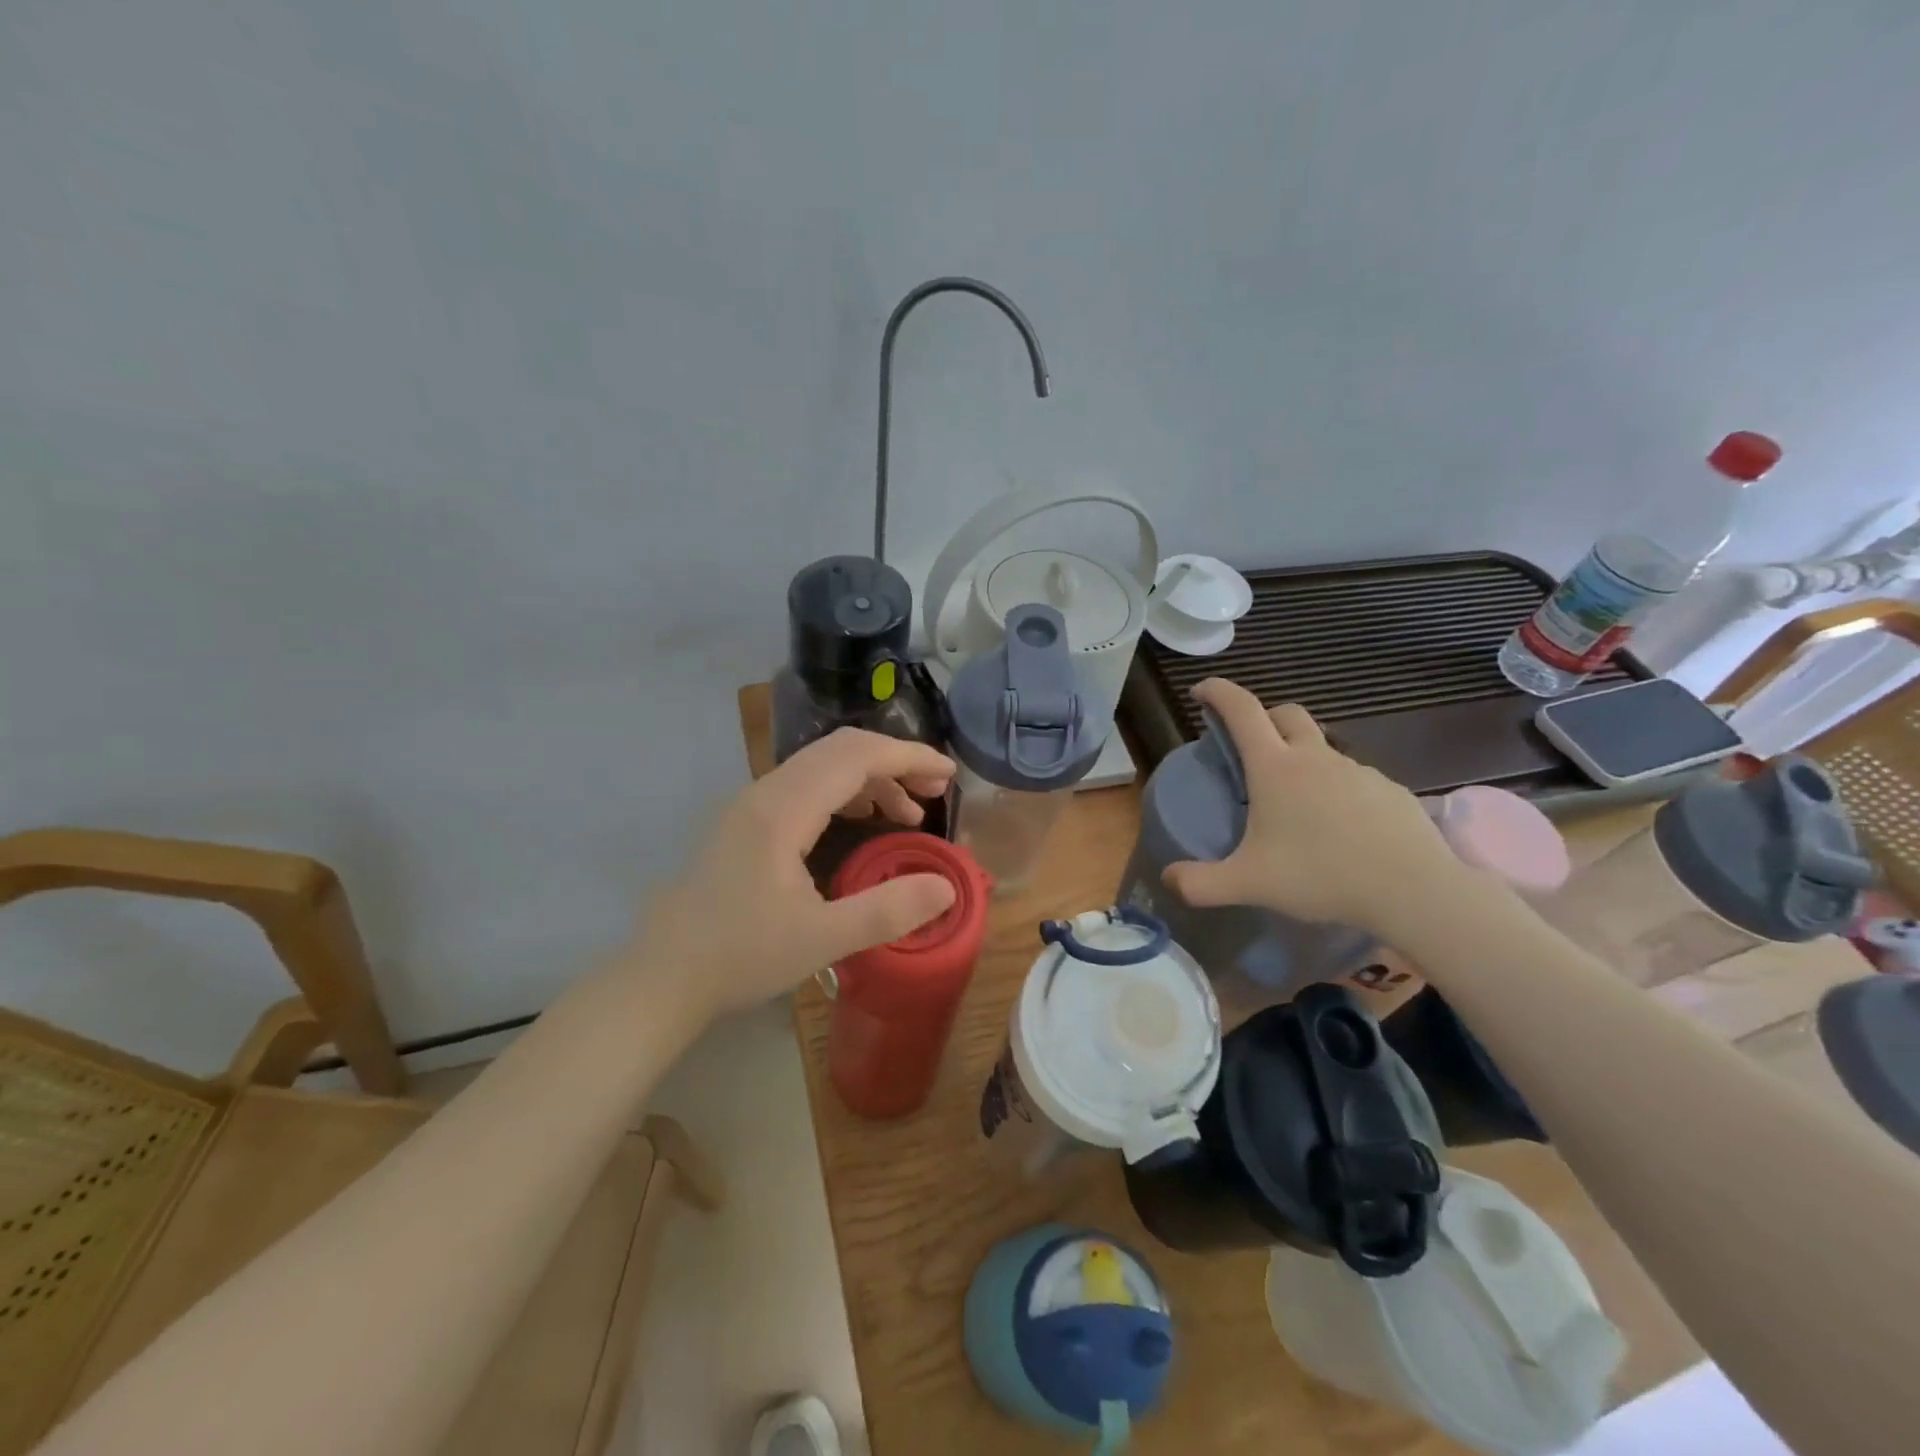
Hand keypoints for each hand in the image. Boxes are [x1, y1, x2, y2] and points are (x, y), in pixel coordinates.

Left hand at [634, 728, 958, 1018]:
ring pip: (822, 766)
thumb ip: (888, 910)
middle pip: (841, 749)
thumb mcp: (821, 939)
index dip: (909, 758)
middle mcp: (766, 792)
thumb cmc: (740, 956)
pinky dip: (845, 792)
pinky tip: (862, 821)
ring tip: (908, 814)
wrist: (663, 976)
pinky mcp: (747, 821)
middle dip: (895, 762)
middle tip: (936, 792)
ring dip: (870, 778)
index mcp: (783, 809)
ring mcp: (752, 804)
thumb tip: (946, 887)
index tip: (949, 775)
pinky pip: (806, 786)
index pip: (856, 757)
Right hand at [1162, 679, 1463, 935]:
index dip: (1218, 692)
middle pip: (1286, 714)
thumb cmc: (1321, 876)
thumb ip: (1199, 883)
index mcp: (1275, 768)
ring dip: (1301, 758)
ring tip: (1294, 803)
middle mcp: (1315, 758)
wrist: (1414, 891)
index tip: (1201, 690)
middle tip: (1249, 746)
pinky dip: (1335, 789)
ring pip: (1322, 748)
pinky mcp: (1390, 791)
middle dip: (1262, 717)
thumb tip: (1168, 879)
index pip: (1242, 710)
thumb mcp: (1248, 884)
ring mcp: (1358, 771)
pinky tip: (1338, 828)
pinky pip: (1352, 779)